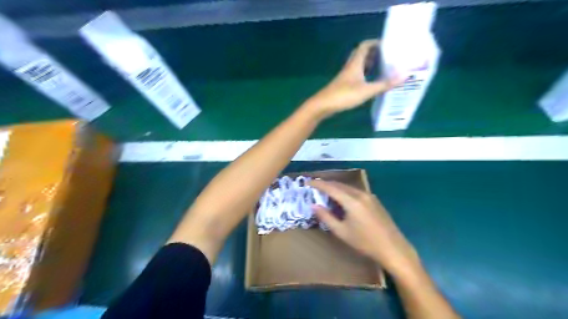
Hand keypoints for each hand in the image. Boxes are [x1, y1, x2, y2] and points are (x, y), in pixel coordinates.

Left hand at [304, 38, 401, 116]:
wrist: (322, 106)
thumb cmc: (344, 96)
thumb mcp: (366, 90)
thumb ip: (384, 84)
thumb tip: (405, 75)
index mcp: (355, 63)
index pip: (365, 46)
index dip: (376, 42)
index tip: (389, 45)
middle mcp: (350, 67)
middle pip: (362, 55)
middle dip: (375, 53)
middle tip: (389, 57)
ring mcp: (345, 77)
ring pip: (359, 66)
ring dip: (370, 64)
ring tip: (383, 68)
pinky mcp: (343, 85)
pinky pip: (356, 75)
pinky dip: (365, 75)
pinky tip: (370, 82)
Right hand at [306, 181, 420, 277]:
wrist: (393, 248)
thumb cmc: (365, 242)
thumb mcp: (342, 232)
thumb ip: (326, 217)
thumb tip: (313, 206)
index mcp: (352, 201)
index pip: (331, 188)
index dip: (318, 184)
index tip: (307, 183)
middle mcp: (361, 194)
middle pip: (340, 185)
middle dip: (326, 184)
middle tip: (315, 187)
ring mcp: (370, 196)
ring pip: (348, 187)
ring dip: (336, 188)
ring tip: (326, 192)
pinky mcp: (375, 200)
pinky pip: (356, 191)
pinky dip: (345, 192)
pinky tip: (342, 199)